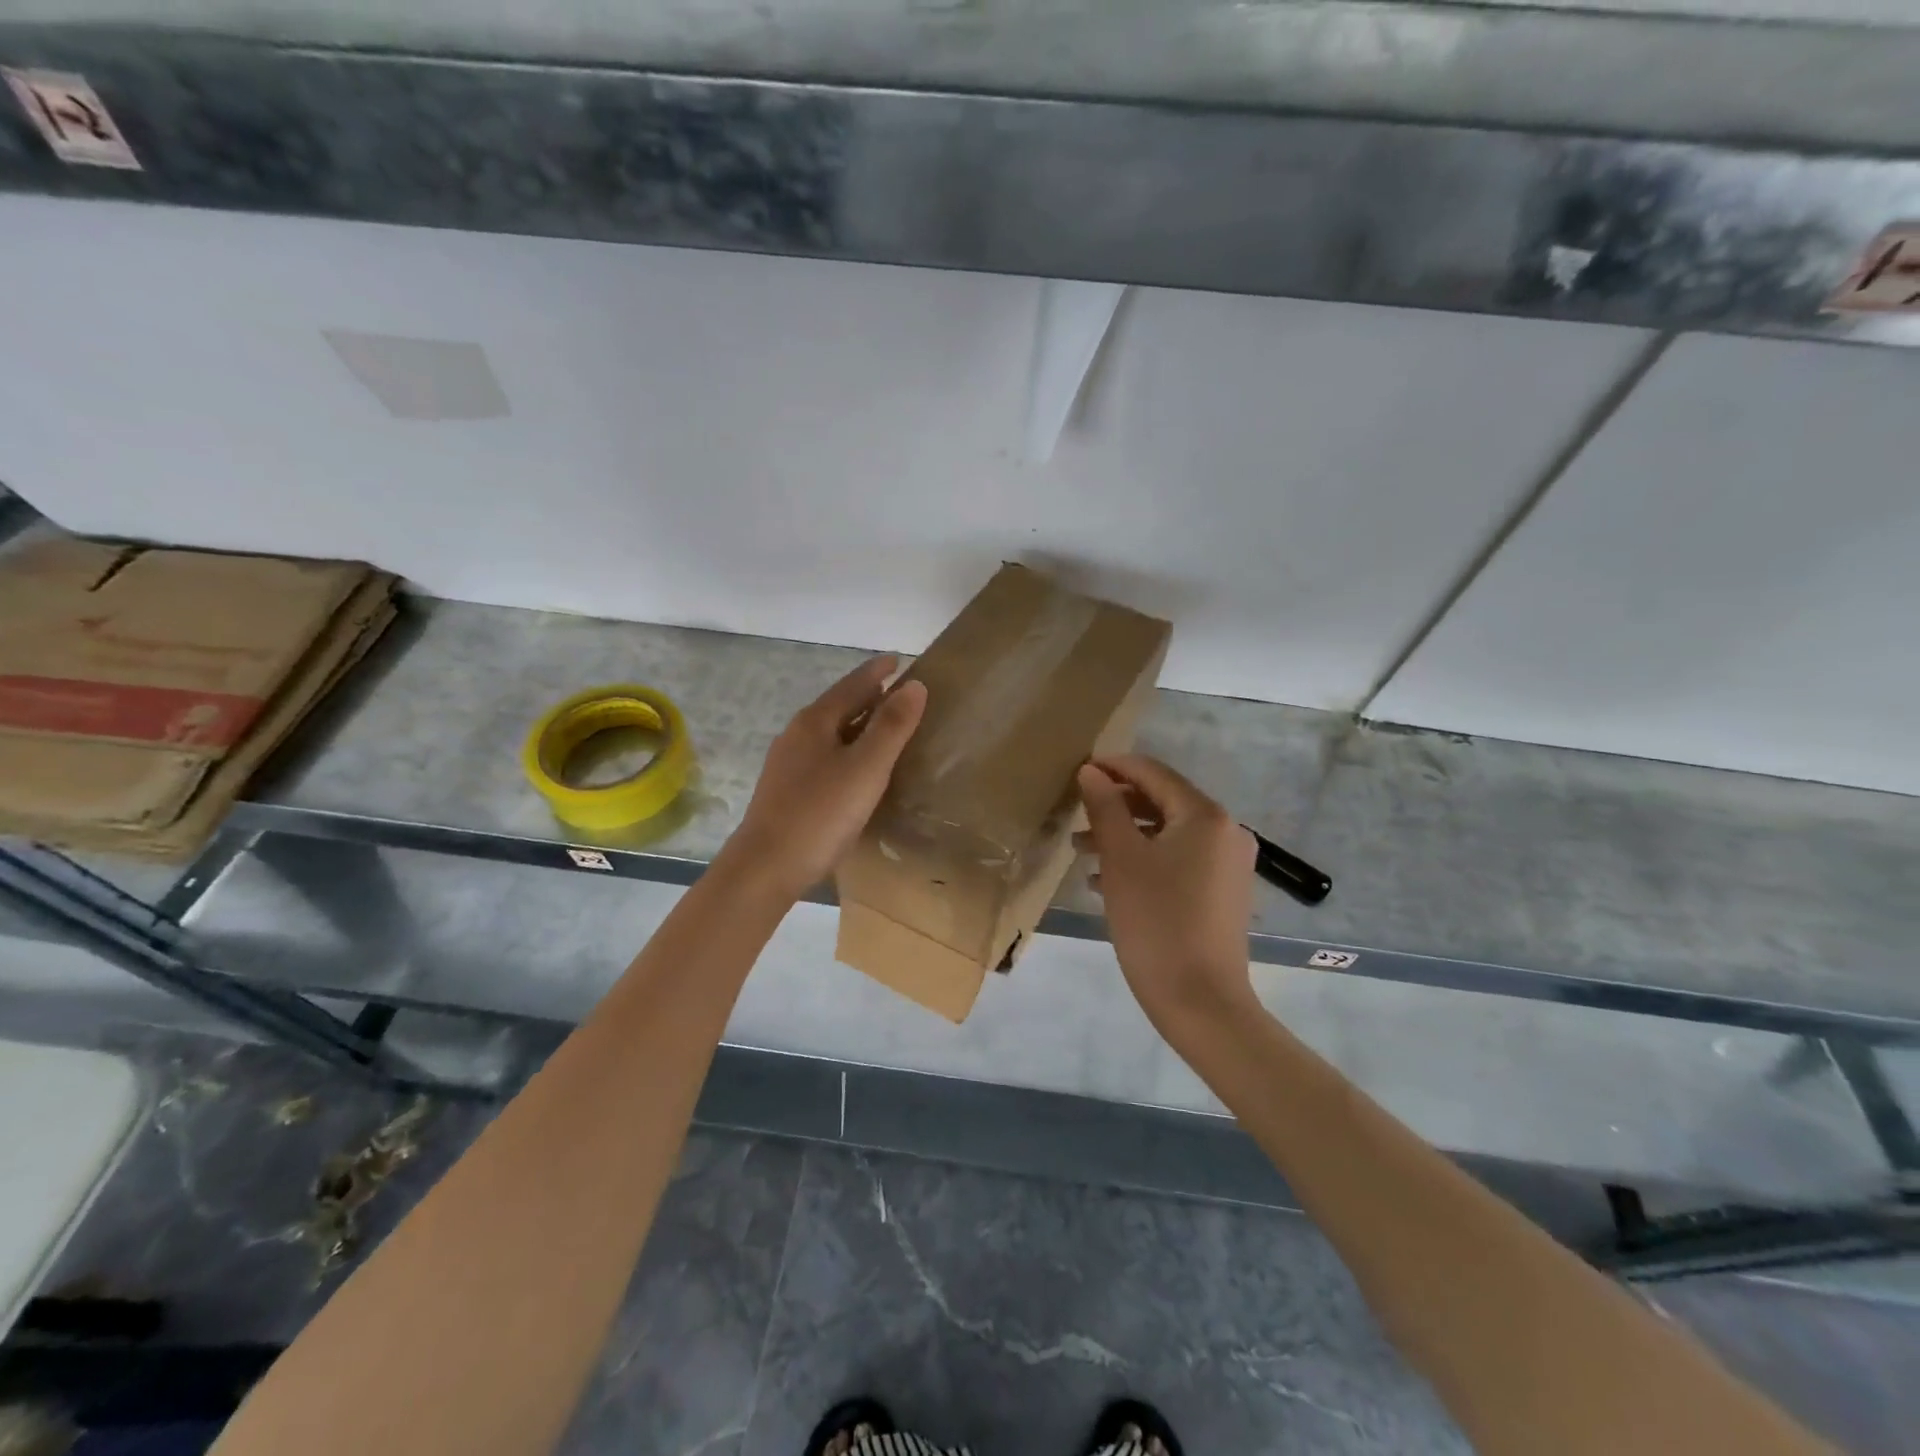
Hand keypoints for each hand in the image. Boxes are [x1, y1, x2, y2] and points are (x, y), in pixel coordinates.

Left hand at [722, 655, 927, 898]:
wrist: (766, 867)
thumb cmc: (820, 813)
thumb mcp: (866, 768)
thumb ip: (892, 726)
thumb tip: (915, 684)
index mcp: (814, 722)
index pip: (852, 685)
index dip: (877, 672)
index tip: (898, 660)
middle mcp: (797, 735)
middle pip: (839, 707)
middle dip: (868, 696)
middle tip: (900, 693)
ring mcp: (788, 764)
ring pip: (831, 734)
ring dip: (858, 725)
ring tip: (885, 728)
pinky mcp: (787, 791)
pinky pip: (825, 757)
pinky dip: (848, 751)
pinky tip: (858, 770)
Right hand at [1076, 754, 1257, 1035]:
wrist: (1201, 1001)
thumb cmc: (1156, 921)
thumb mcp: (1121, 859)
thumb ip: (1105, 807)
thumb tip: (1091, 772)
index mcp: (1205, 815)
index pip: (1153, 773)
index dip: (1113, 767)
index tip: (1077, 772)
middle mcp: (1225, 831)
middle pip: (1162, 802)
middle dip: (1116, 806)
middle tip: (1075, 816)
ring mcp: (1228, 864)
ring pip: (1167, 834)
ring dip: (1125, 836)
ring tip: (1082, 851)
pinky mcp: (1222, 892)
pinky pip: (1178, 860)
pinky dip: (1144, 860)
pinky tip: (1107, 880)